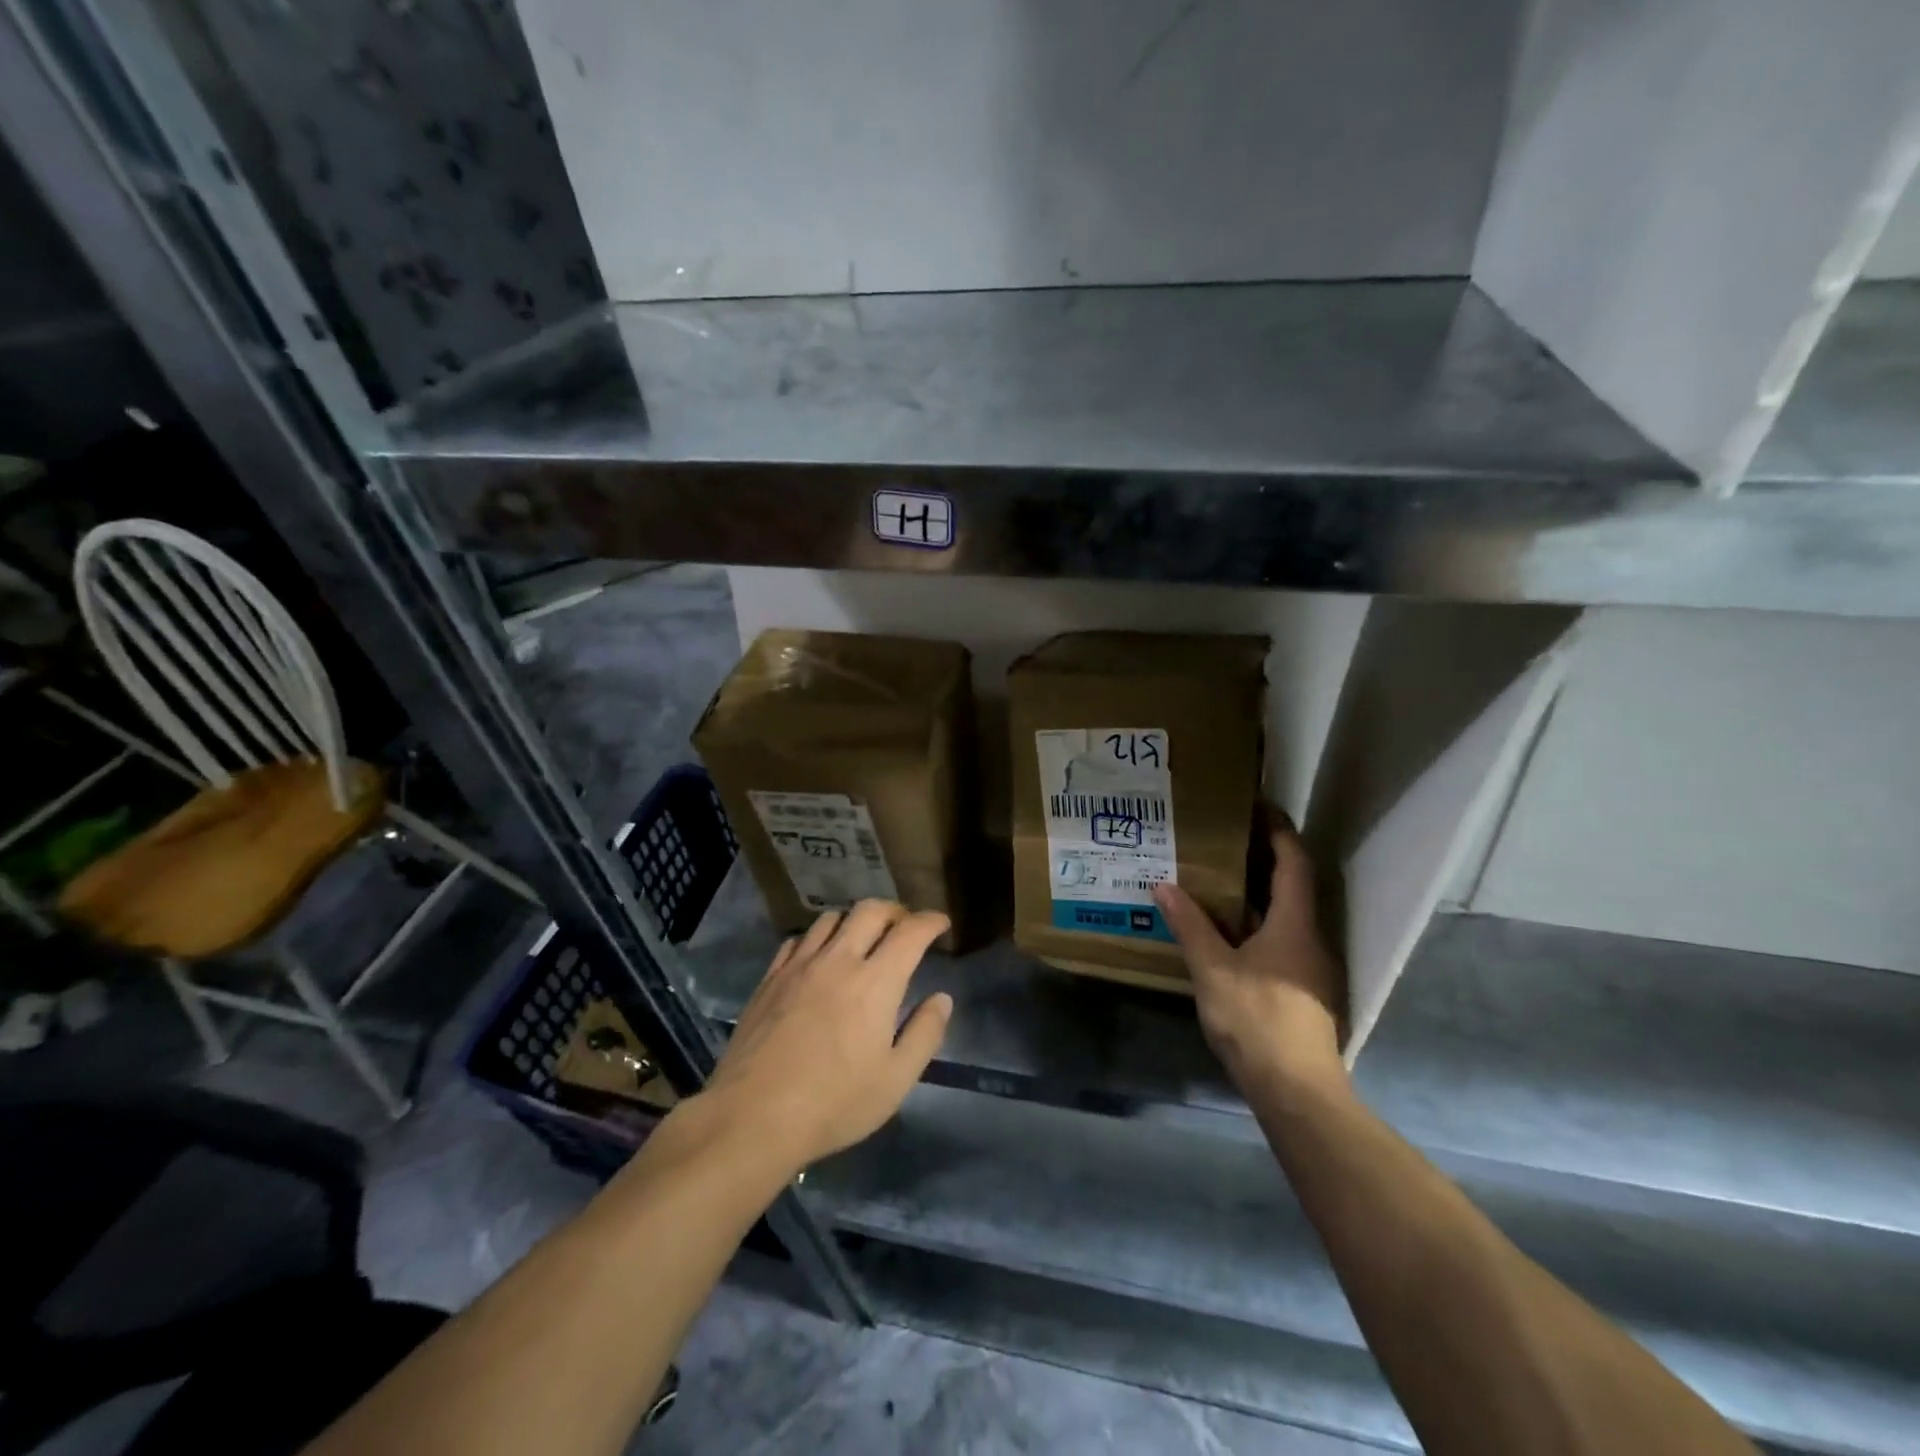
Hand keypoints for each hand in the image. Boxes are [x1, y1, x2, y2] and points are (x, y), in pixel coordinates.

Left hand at [703, 900, 951, 1171]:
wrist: (753, 1117)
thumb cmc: (834, 1103)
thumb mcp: (895, 1080)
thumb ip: (925, 1034)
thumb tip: (942, 998)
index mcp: (876, 982)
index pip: (910, 932)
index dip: (931, 921)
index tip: (941, 923)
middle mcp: (838, 960)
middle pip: (870, 911)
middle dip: (895, 911)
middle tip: (905, 927)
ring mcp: (799, 966)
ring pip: (831, 918)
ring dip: (855, 921)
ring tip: (862, 939)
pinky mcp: (770, 978)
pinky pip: (798, 940)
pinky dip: (818, 938)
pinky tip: (819, 957)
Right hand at [1154, 813, 1346, 1097]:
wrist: (1295, 1091)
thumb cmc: (1257, 1020)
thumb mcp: (1213, 969)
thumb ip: (1190, 925)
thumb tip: (1163, 885)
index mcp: (1295, 925)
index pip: (1293, 862)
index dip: (1278, 831)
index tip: (1256, 806)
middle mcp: (1309, 938)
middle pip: (1292, 886)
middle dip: (1262, 858)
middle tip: (1223, 838)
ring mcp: (1308, 967)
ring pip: (1284, 915)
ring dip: (1256, 893)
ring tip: (1216, 879)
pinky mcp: (1300, 989)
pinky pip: (1278, 939)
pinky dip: (1254, 923)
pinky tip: (1224, 931)